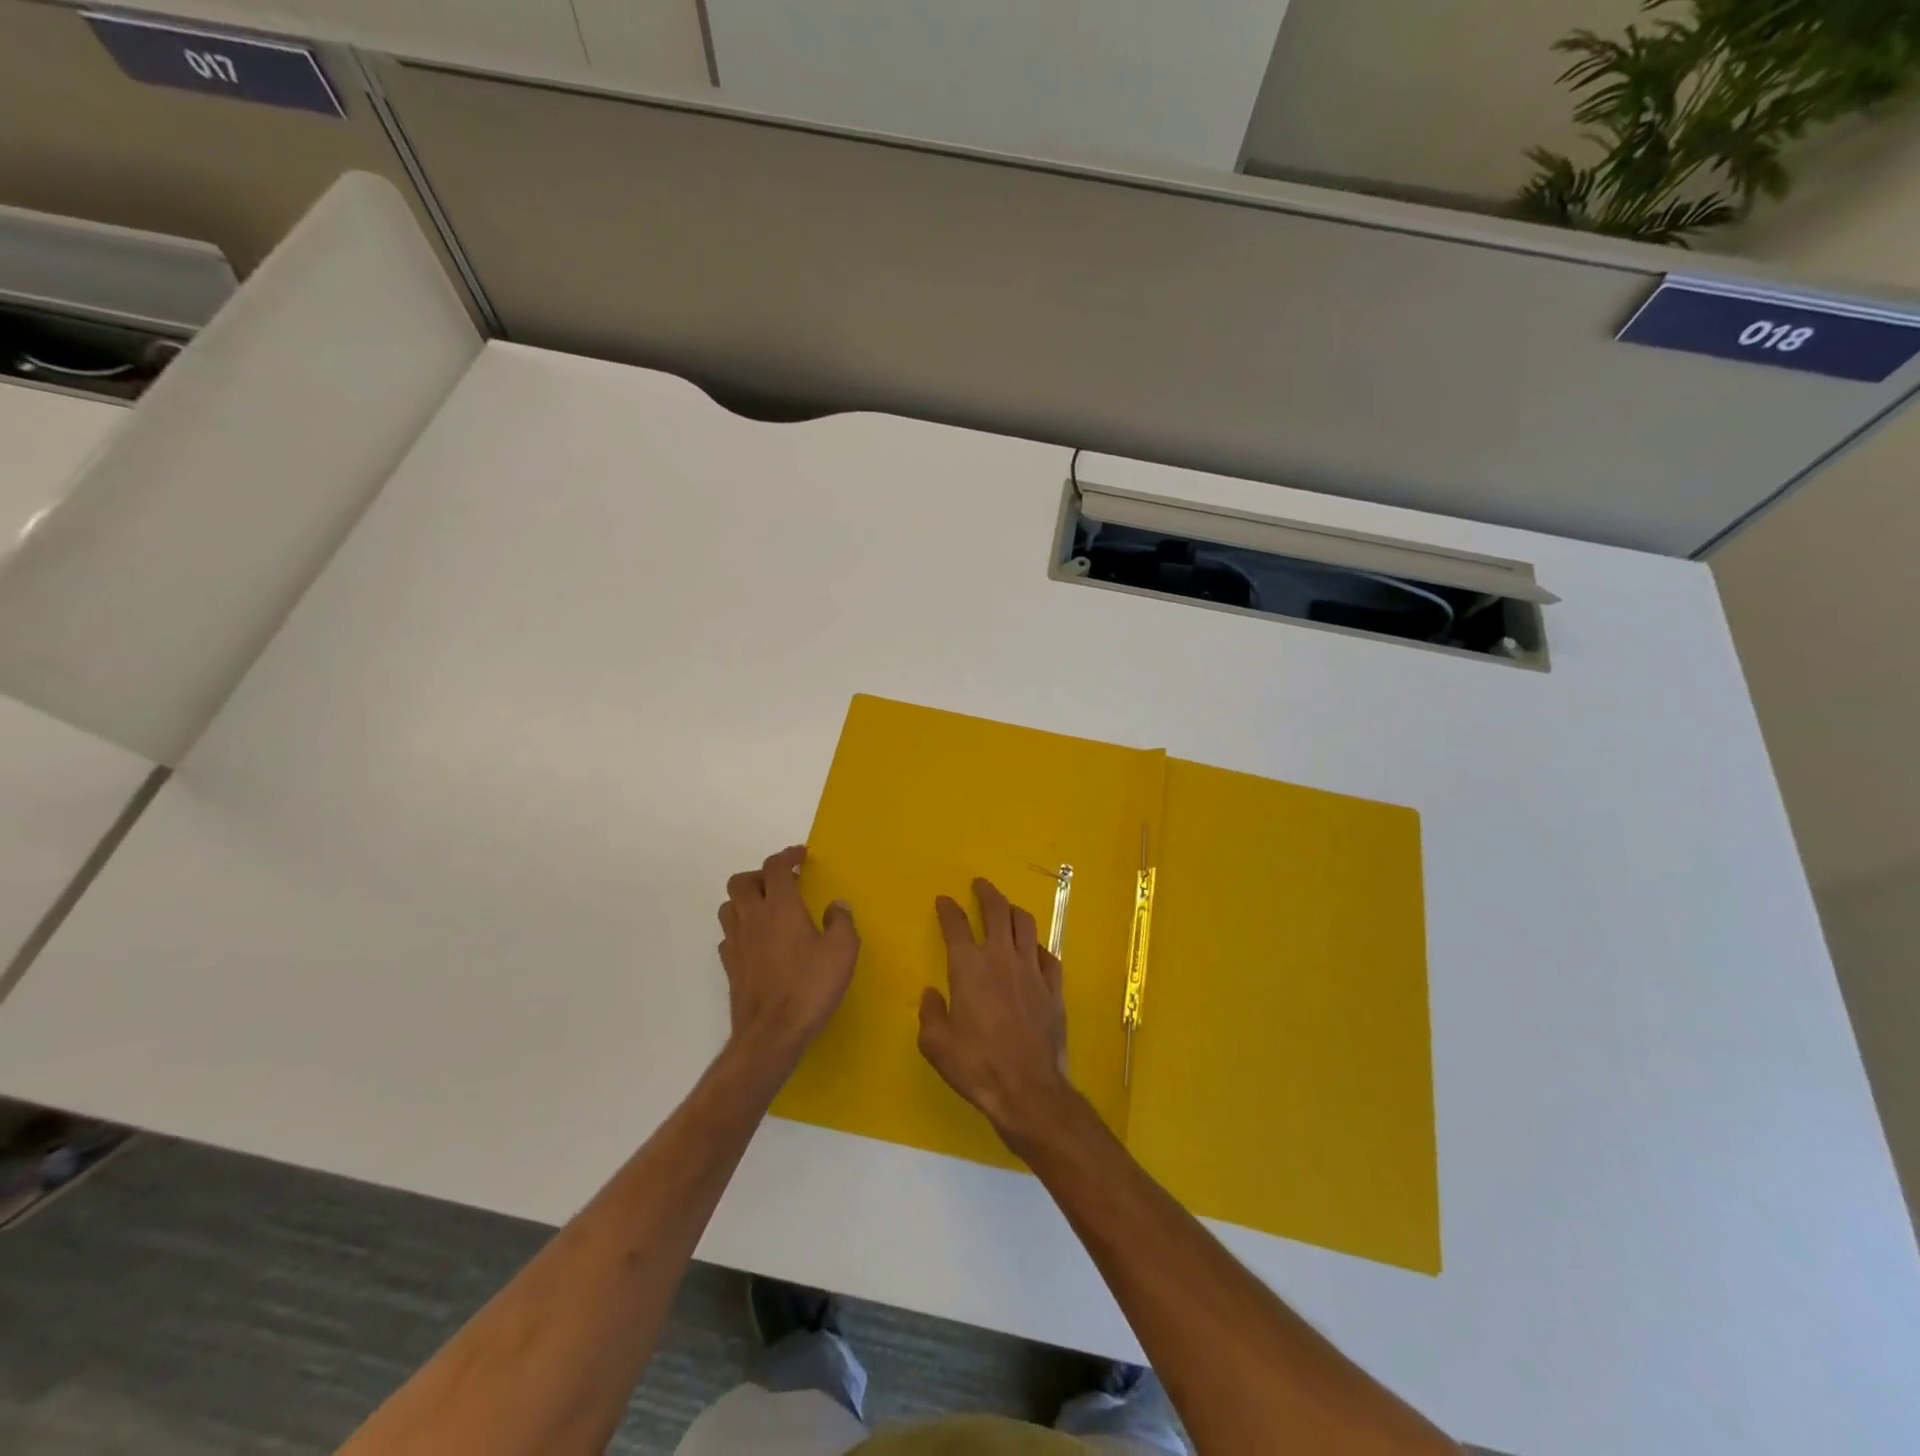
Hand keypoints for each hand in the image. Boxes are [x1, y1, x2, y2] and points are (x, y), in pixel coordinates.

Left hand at [717, 846, 858, 1062]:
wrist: (772, 1034)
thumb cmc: (810, 987)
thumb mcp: (842, 951)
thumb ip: (841, 921)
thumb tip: (836, 905)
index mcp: (780, 907)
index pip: (775, 867)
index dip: (787, 855)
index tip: (801, 856)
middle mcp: (752, 918)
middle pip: (741, 881)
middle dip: (760, 875)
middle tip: (782, 884)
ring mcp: (736, 942)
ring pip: (729, 906)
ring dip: (746, 900)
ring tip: (768, 909)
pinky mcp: (730, 966)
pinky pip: (729, 935)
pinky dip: (741, 929)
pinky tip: (759, 941)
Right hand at [918, 877, 1075, 1153]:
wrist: (1028, 1090)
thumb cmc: (976, 1066)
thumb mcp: (936, 1044)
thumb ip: (930, 1014)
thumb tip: (931, 994)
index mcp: (969, 968)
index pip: (956, 925)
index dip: (949, 909)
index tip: (944, 900)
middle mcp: (1001, 959)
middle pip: (997, 911)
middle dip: (987, 893)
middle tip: (981, 884)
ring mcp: (1032, 971)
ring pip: (1026, 925)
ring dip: (1014, 911)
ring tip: (1007, 909)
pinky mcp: (1054, 988)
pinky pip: (1048, 956)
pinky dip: (1038, 947)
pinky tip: (1034, 951)